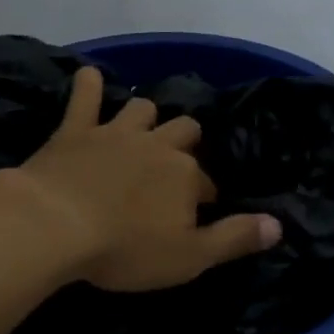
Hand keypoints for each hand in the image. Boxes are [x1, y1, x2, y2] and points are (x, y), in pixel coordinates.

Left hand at [14, 68, 281, 290]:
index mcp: (186, 175)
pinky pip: (85, 96)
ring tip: (141, 127)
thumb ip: (234, 239)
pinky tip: (88, 76)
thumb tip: (278, 225)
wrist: (55, 225)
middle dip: (184, 142)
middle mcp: (157, 145)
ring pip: (141, 108)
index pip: (206, 181)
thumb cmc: (125, 248)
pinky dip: (88, 85)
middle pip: (183, 130)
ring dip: (145, 115)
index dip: (204, 195)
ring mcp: (115, 133)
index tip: (197, 211)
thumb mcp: (189, 257)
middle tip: (174, 163)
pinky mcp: (75, 130)